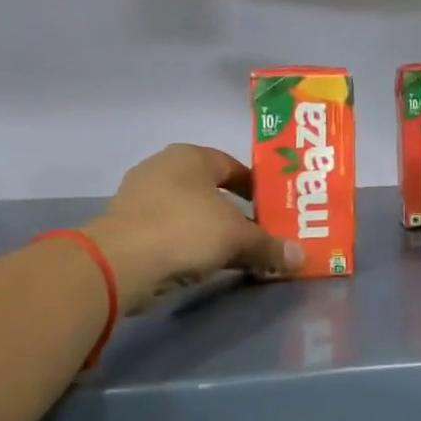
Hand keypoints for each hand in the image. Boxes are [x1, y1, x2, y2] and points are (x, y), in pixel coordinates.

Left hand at [82, 144, 300, 311]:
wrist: (120, 264)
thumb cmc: (185, 231)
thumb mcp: (237, 239)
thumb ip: (269, 246)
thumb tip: (300, 258)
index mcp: (191, 156)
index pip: (234, 166)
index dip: (258, 188)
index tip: (275, 210)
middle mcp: (163, 168)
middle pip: (211, 191)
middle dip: (236, 213)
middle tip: (260, 234)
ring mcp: (140, 198)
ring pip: (190, 213)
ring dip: (212, 231)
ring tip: (236, 253)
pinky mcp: (127, 227)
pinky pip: (170, 232)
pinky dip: (188, 245)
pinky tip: (204, 263)